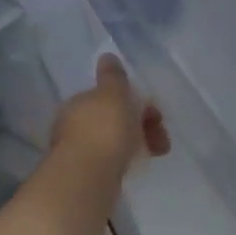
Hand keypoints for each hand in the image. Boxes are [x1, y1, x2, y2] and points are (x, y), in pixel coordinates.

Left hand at [50, 56, 169, 175]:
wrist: (87, 178)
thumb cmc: (104, 129)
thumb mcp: (114, 94)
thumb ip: (113, 76)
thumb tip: (106, 56)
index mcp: (78, 102)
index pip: (108, 96)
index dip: (134, 102)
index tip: (155, 113)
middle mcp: (73, 125)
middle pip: (112, 120)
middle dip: (140, 125)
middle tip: (162, 139)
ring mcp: (77, 151)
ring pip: (113, 141)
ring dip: (137, 144)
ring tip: (157, 154)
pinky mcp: (84, 175)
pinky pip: (111, 161)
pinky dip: (126, 160)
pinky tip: (137, 167)